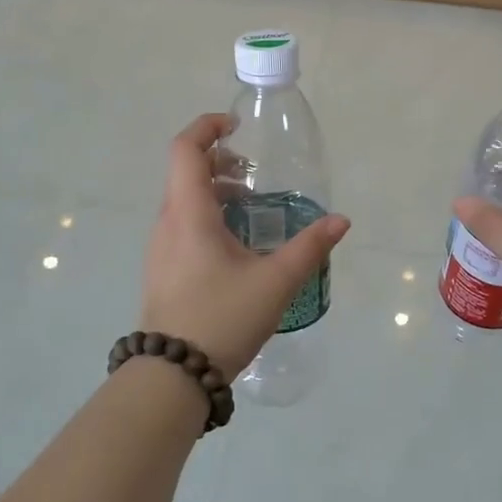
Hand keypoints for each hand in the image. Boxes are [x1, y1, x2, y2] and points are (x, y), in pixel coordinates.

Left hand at [141, 114, 350, 382]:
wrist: (172, 375)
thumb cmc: (222, 318)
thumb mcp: (275, 282)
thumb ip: (310, 247)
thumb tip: (341, 221)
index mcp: (189, 213)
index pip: (185, 149)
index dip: (207, 127)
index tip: (237, 126)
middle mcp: (168, 223)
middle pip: (185, 172)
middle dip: (219, 161)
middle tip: (254, 174)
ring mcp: (160, 248)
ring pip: (183, 200)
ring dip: (214, 191)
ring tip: (250, 208)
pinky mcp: (162, 270)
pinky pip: (181, 225)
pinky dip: (206, 216)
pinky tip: (235, 245)